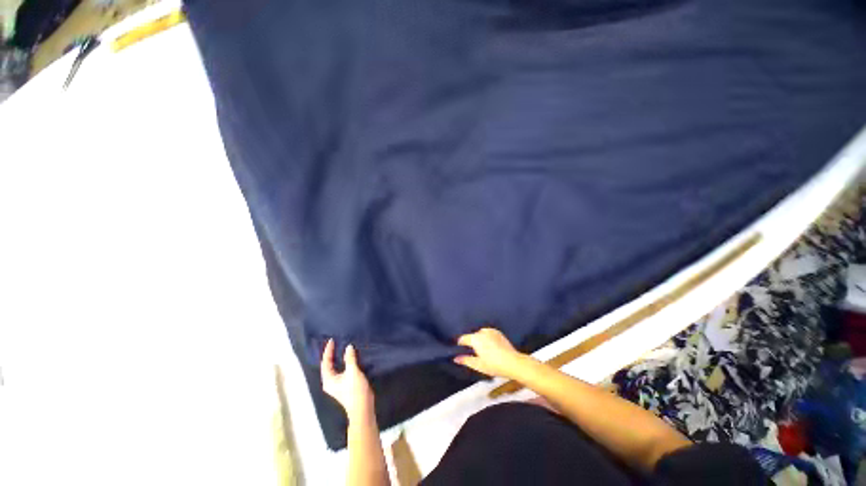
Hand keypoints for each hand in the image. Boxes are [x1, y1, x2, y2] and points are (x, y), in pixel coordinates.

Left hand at [321, 339, 374, 422]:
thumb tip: (348, 347)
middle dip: (331, 354)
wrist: (363, 407)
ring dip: (337, 358)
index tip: (331, 340)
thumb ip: (350, 358)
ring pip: (334, 367)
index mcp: (328, 379)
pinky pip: (340, 369)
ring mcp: (336, 384)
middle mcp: (330, 382)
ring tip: (341, 347)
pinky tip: (348, 358)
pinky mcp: (343, 384)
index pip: (326, 362)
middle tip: (335, 342)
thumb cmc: (355, 391)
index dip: (328, 351)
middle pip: (328, 365)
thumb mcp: (353, 372)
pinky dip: (343, 362)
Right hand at [454, 327, 527, 379]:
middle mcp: (482, 332)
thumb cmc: (494, 365)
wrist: (513, 362)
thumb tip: (455, 358)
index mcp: (475, 338)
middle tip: (472, 351)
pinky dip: (486, 337)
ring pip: (480, 333)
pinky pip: (488, 333)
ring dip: (479, 338)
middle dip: (471, 341)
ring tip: (481, 348)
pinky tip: (489, 344)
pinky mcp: (498, 332)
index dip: (460, 343)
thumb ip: (466, 360)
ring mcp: (491, 331)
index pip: (463, 338)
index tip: (459, 348)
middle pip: (472, 335)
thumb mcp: (478, 365)